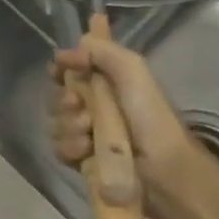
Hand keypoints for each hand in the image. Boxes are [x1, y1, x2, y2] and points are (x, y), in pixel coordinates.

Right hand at [49, 32, 198, 193]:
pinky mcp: (81, 160)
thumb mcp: (133, 70)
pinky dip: (71, 147)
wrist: (163, 168)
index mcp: (107, 84)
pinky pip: (58, 147)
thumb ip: (100, 51)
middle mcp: (93, 107)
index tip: (58, 69)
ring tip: (89, 133)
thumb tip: (63, 53)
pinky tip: (86, 150)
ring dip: (69, 125)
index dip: (60, 68)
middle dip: (64, 100)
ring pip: (55, 123)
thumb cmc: (150, 116)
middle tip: (79, 105)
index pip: (69, 70)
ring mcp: (86, 134)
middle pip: (57, 96)